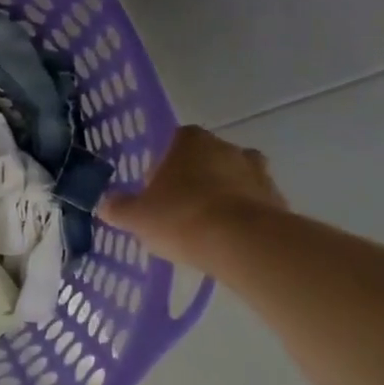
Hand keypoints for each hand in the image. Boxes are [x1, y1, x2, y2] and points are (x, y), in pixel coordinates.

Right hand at [97, 126, 287, 267]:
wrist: (243, 244)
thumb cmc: (182, 218)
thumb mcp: (137, 217)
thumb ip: (118, 208)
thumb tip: (106, 204)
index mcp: (189, 140)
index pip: (172, 143)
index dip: (161, 168)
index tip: (154, 194)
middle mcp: (226, 146)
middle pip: (204, 160)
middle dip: (193, 181)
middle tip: (177, 212)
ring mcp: (257, 171)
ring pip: (232, 180)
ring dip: (220, 197)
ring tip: (205, 229)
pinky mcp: (277, 199)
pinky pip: (253, 204)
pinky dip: (242, 217)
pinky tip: (228, 242)